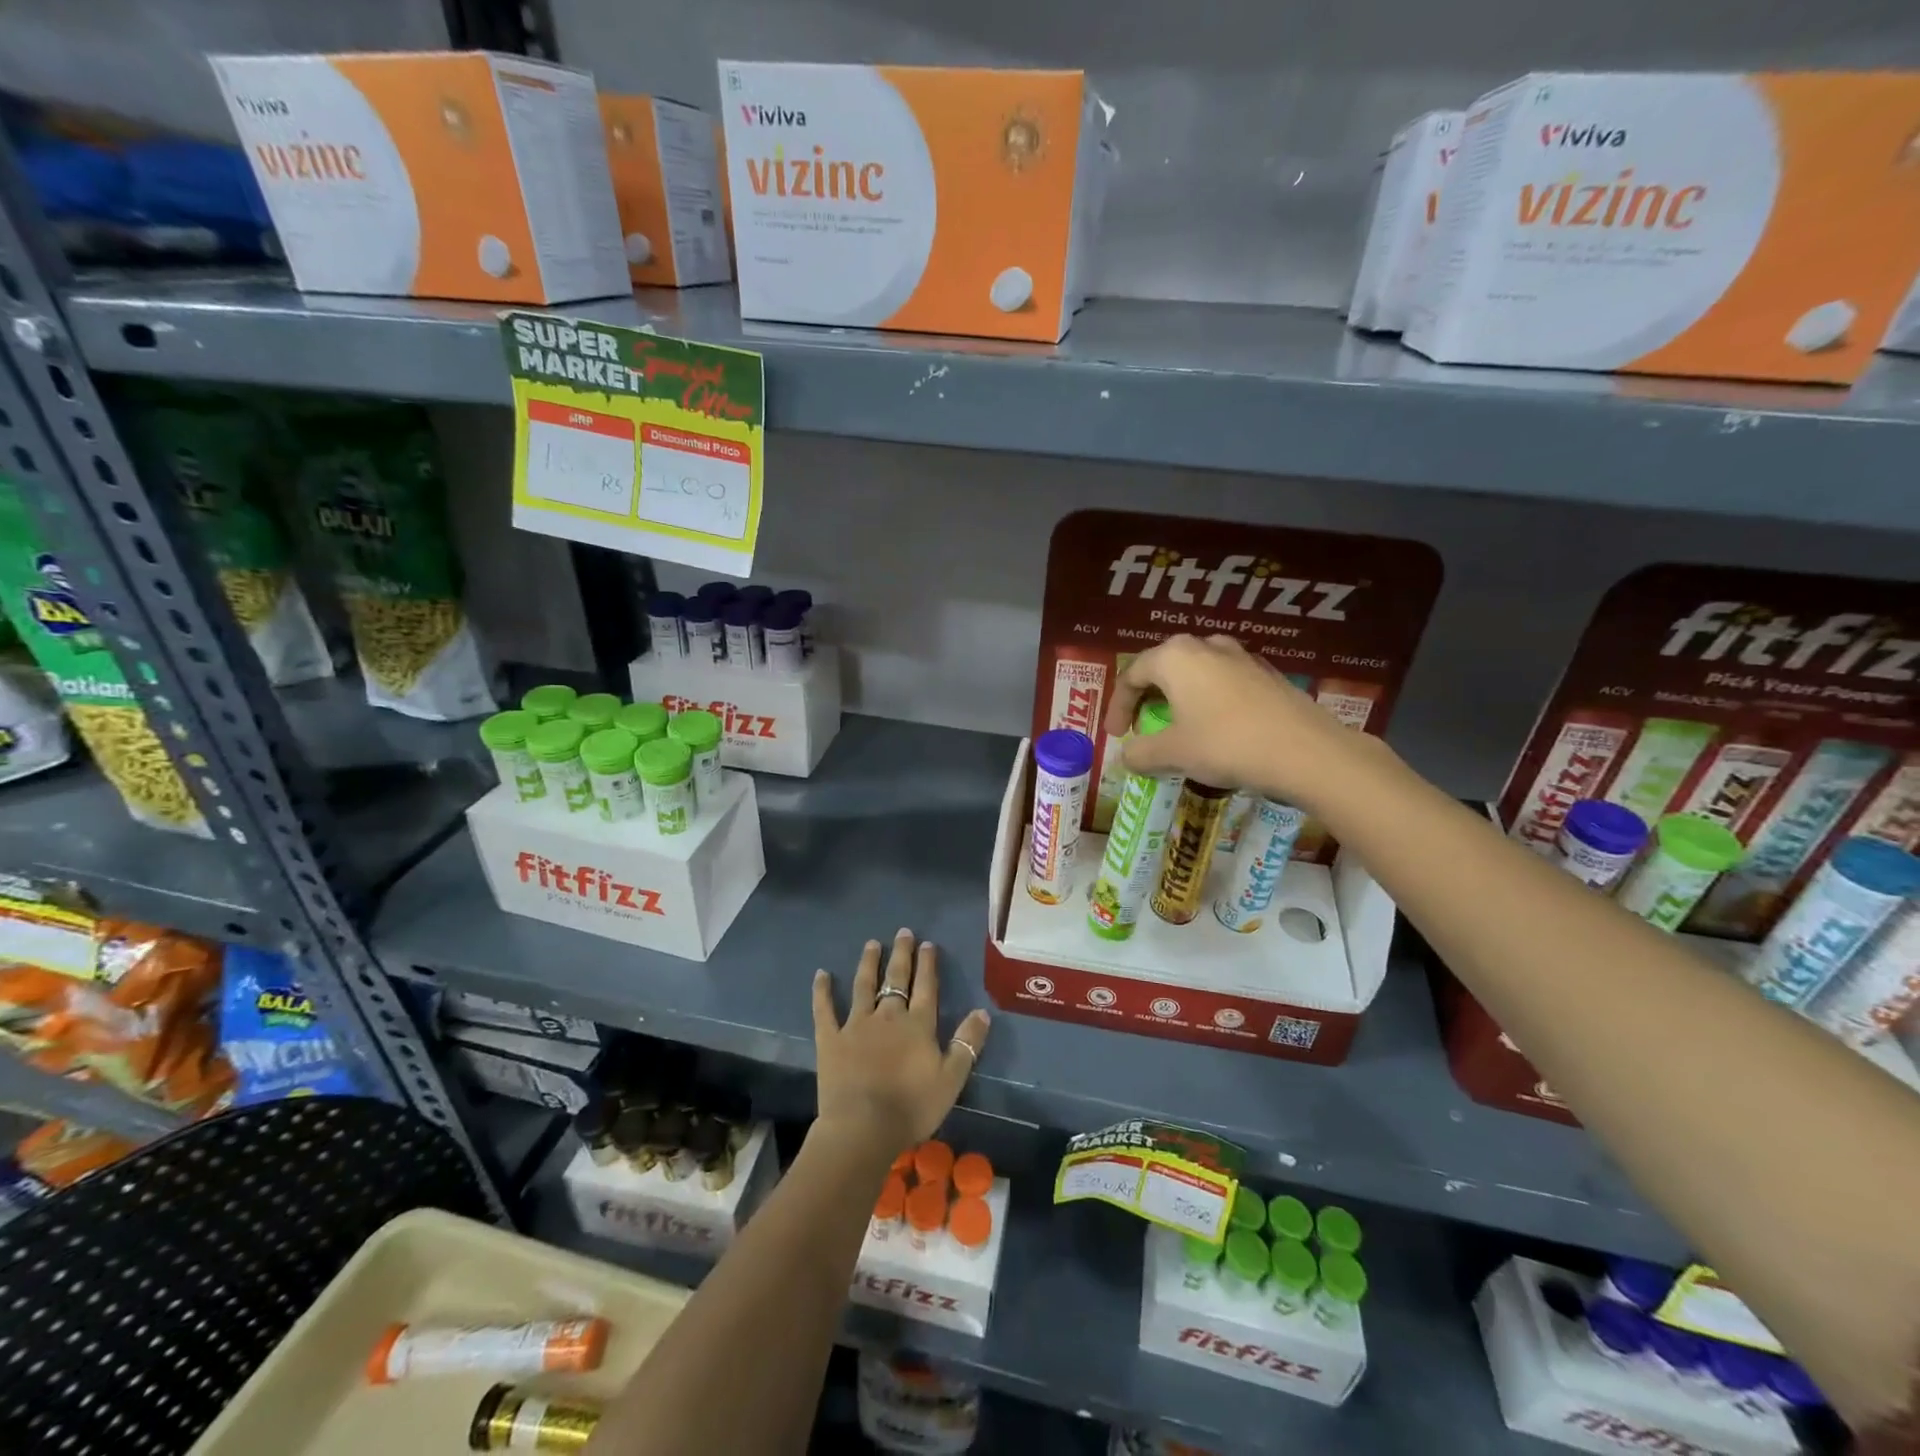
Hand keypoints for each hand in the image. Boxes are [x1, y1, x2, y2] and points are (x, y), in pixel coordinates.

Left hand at [810, 929, 990, 1158]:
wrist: (863, 1127)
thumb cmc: (912, 1106)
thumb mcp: (952, 1078)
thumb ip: (967, 1043)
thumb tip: (982, 1012)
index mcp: (918, 1025)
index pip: (926, 987)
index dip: (927, 964)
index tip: (927, 944)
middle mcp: (888, 1016)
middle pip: (896, 978)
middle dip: (901, 954)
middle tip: (902, 932)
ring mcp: (856, 1025)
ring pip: (864, 986)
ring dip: (868, 963)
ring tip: (871, 944)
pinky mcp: (831, 1039)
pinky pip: (824, 1010)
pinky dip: (822, 991)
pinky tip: (821, 974)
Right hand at [1102, 634, 1377, 809]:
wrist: (1306, 752)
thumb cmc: (1226, 744)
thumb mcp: (1173, 753)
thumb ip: (1140, 753)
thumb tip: (1125, 757)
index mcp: (1175, 656)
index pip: (1132, 675)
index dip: (1117, 706)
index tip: (1115, 735)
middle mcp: (1206, 646)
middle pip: (1164, 668)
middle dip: (1148, 698)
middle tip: (1142, 726)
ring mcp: (1241, 657)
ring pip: (1196, 673)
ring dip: (1180, 698)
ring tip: (1177, 726)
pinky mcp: (1267, 675)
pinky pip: (1224, 683)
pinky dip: (1208, 702)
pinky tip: (1215, 729)